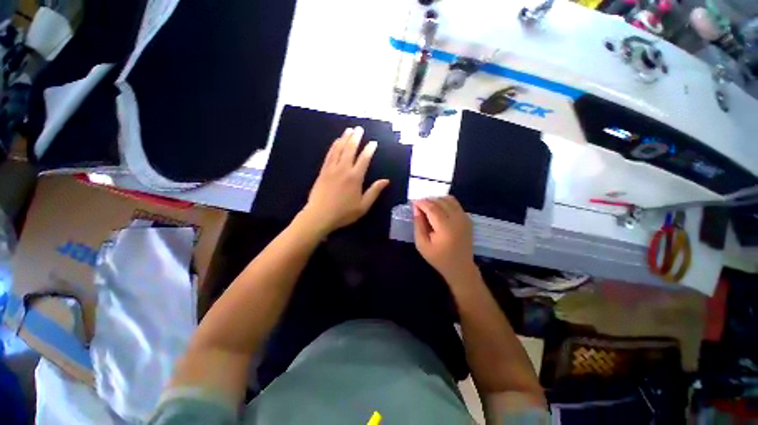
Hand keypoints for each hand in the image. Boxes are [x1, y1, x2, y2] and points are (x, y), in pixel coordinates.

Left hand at [299, 127, 388, 235]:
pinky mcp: (323, 171)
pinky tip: (336, 141)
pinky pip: (329, 155)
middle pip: (350, 150)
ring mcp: (331, 169)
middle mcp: (343, 169)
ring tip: (349, 130)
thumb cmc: (344, 213)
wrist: (319, 215)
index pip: (364, 159)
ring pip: (339, 149)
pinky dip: (334, 146)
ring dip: (344, 138)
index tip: (373, 142)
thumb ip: (374, 192)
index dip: (369, 150)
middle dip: (356, 138)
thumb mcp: (363, 206)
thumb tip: (386, 181)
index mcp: (355, 178)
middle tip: (359, 129)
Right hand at [413, 196, 476, 281]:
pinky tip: (438, 209)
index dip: (421, 203)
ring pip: (449, 199)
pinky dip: (445, 202)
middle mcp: (457, 219)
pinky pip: (455, 204)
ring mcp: (464, 218)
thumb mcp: (422, 245)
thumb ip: (418, 225)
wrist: (460, 267)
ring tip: (427, 206)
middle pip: (440, 201)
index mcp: (445, 228)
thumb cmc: (438, 258)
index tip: (412, 202)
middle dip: (427, 200)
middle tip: (418, 204)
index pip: (432, 208)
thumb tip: (416, 208)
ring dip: (436, 199)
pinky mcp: (467, 218)